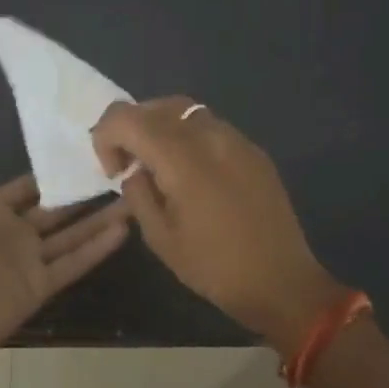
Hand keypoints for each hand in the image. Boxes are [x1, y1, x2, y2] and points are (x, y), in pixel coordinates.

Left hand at [0, 110, 131, 367]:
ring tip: (134, 197)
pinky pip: (75, 263)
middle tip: (121, 171)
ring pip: (73, 234)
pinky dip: (98, 248)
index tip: (88, 150)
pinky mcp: (42, 286)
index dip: (56, 170)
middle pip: (58, 208)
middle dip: (86, 192)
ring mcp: (30, 261)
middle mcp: (14, 232)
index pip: (29, 185)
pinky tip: (124, 229)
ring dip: (100, 218)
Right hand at [92, 97, 344, 349]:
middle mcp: (208, 135)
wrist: (282, 281)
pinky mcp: (253, 150)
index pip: (126, 117)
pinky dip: (189, 137)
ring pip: (185, 111)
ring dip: (161, 129)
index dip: (106, 137)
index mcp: (181, 157)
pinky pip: (211, 127)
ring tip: (160, 166)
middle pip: (156, 105)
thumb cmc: (215, 267)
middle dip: (132, 128)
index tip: (114, 172)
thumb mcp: (160, 238)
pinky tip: (193, 174)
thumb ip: (138, 194)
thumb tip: (134, 171)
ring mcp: (236, 139)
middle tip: (130, 166)